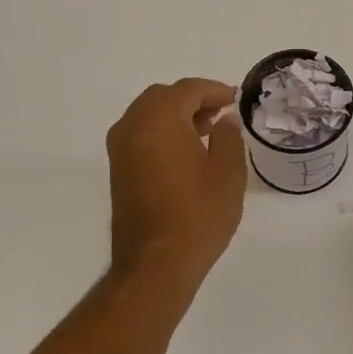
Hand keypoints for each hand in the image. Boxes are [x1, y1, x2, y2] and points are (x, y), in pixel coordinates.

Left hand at [107, 78, 247, 285]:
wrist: (155, 264)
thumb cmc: (198, 215)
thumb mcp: (228, 173)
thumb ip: (228, 138)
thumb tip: (224, 120)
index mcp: (159, 120)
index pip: (188, 89)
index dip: (214, 90)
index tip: (234, 99)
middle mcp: (132, 126)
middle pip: (163, 97)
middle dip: (192, 100)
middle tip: (220, 114)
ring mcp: (120, 149)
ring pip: (148, 115)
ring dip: (175, 116)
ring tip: (207, 132)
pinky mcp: (117, 170)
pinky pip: (140, 135)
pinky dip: (161, 132)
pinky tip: (186, 152)